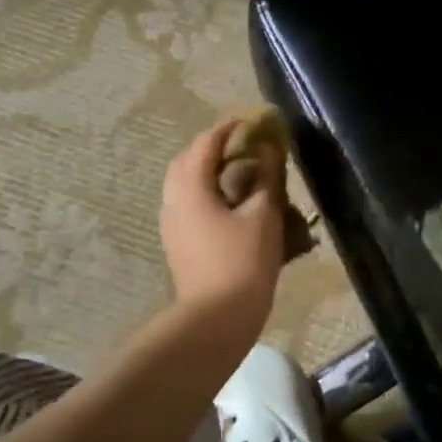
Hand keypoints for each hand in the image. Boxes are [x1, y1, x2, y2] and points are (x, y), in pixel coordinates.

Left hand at [159, 119, 284, 342]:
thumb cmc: (242, 263)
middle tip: (246, 147)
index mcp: (190, 188)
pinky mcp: (179, 243)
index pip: (206, 143)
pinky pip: (190, 204)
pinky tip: (234, 205)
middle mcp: (173, 201)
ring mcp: (172, 224)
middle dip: (215, 148)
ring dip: (211, 172)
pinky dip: (209, 193)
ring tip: (243, 175)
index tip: (254, 121)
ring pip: (187, 184)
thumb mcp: (263, 215)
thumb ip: (266, 177)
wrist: (216, 320)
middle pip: (188, 161)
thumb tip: (269, 149)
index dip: (230, 127)